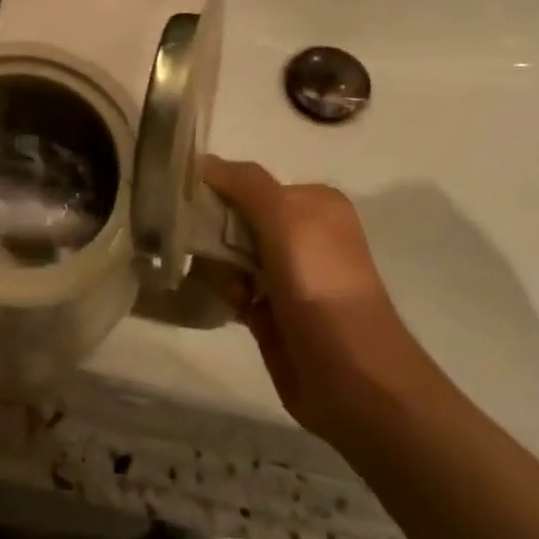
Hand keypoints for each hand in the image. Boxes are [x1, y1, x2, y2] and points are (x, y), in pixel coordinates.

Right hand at [201, 156, 439, 441]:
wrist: (353, 378)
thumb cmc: (320, 286)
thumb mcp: (285, 218)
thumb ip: (244, 183)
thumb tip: (200, 161)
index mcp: (312, 203)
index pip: (246, 181)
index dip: (214, 190)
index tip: (186, 206)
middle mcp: (301, 233)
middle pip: (232, 216)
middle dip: (213, 233)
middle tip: (207, 252)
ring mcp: (287, 274)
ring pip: (226, 253)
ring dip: (217, 267)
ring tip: (230, 290)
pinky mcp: (272, 310)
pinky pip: (230, 286)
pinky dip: (222, 292)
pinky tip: (228, 305)